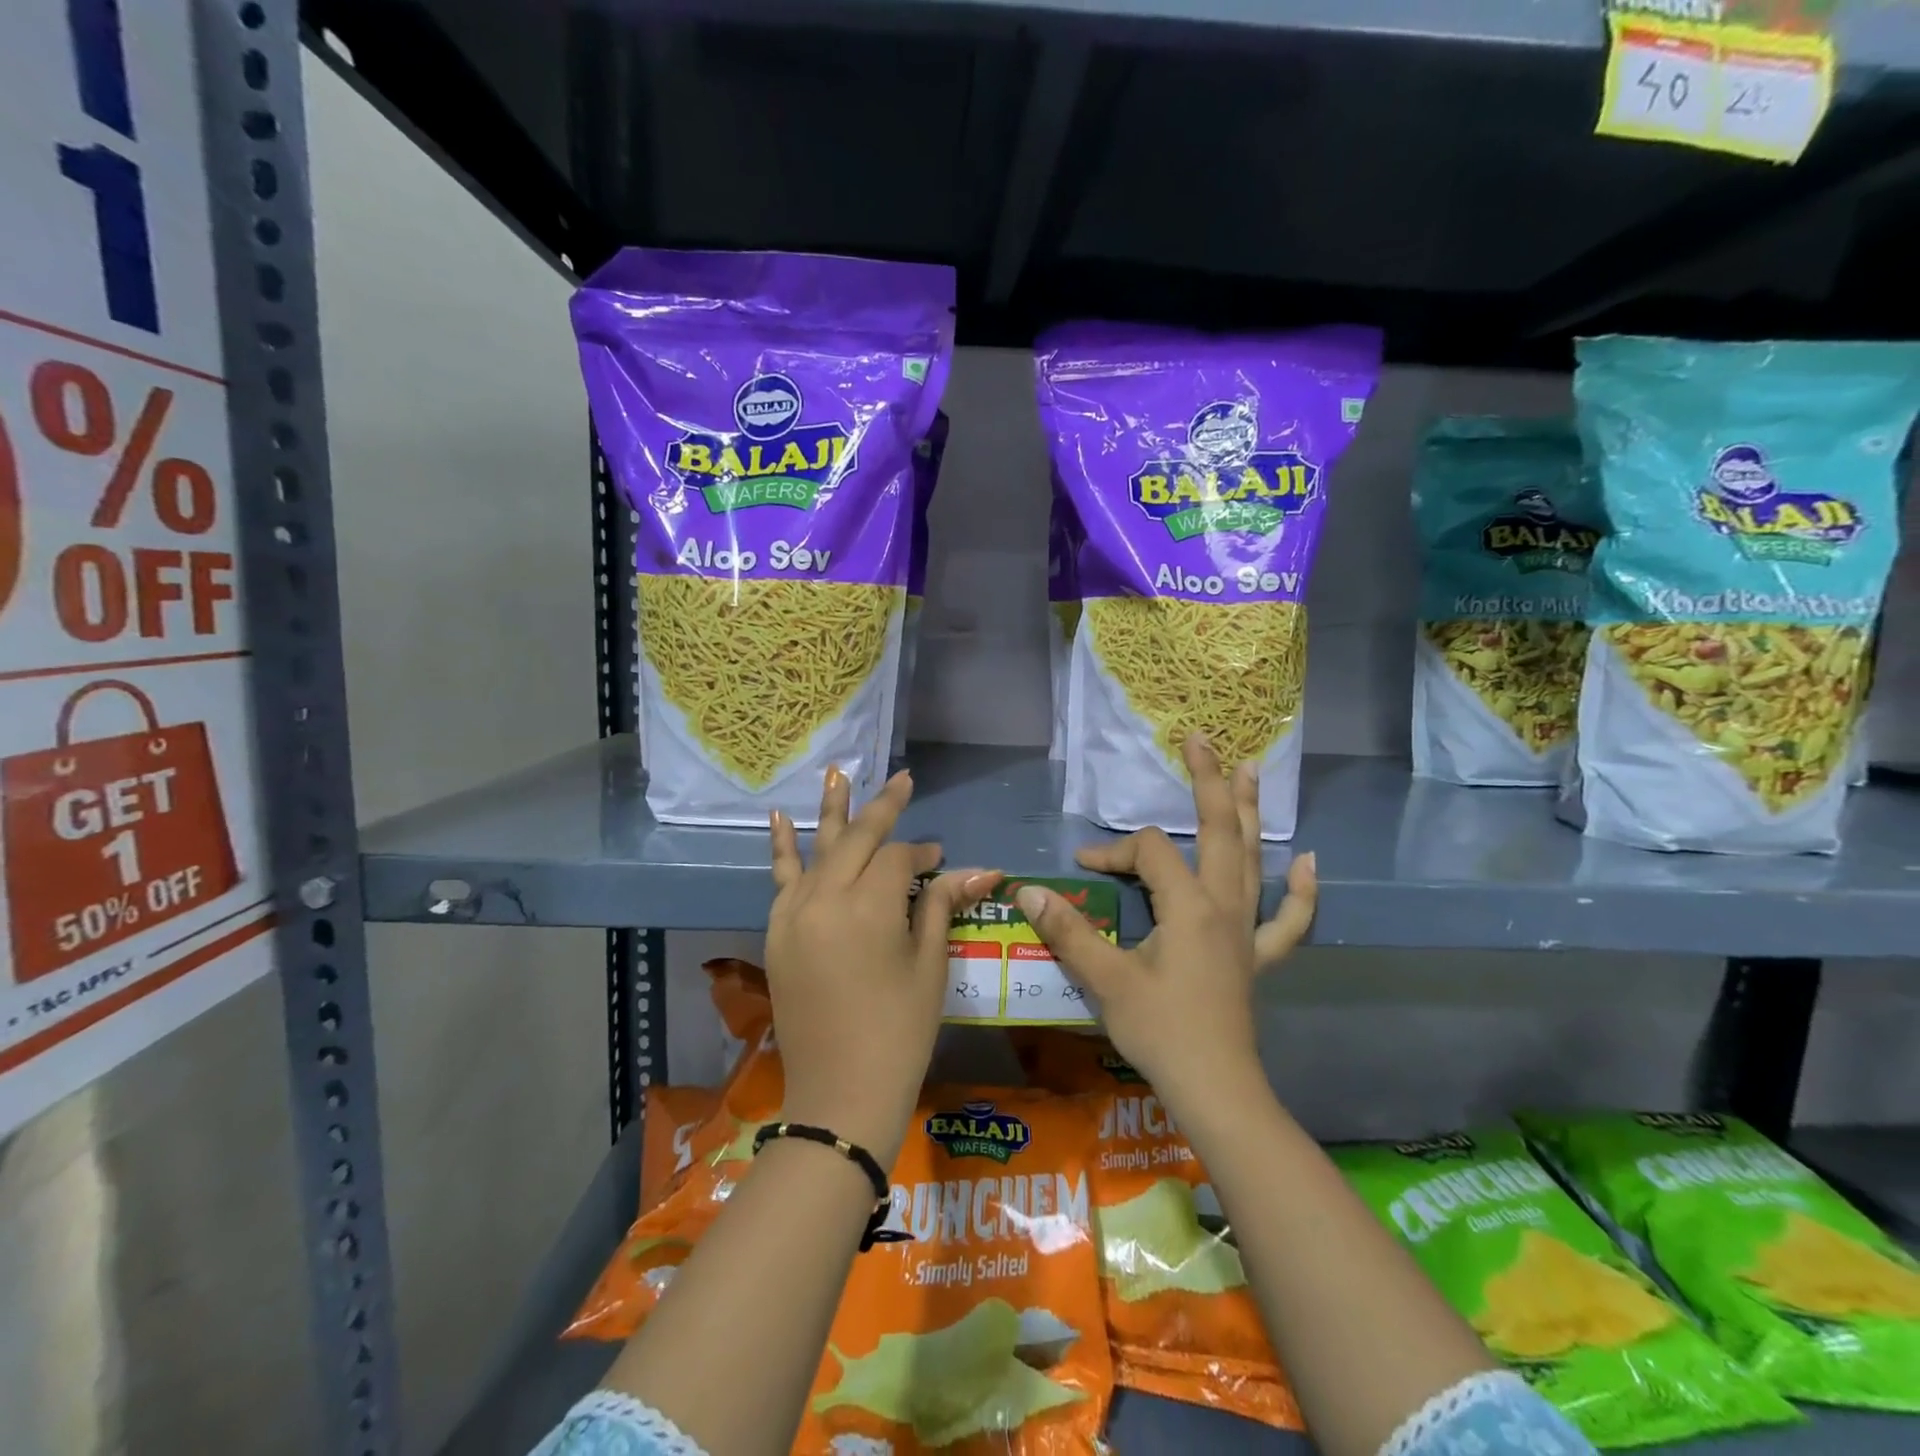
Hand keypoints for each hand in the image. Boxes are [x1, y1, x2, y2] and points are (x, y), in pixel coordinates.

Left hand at [767, 767, 999, 1163]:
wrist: (839, 1095)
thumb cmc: (899, 1032)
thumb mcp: (929, 966)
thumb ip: (942, 906)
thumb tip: (982, 869)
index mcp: (869, 907)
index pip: (897, 857)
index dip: (922, 854)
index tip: (939, 860)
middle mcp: (825, 898)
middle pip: (856, 839)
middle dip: (882, 808)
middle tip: (902, 780)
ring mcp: (794, 914)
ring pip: (817, 849)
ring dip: (831, 810)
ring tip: (837, 772)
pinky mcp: (776, 932)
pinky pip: (780, 879)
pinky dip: (781, 847)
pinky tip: (779, 818)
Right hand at [1013, 733, 1316, 1103]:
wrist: (1215, 1089)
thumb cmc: (1160, 1032)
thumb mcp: (1106, 979)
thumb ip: (1068, 930)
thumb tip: (1027, 890)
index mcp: (1188, 906)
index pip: (1149, 853)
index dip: (1113, 852)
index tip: (1083, 868)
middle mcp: (1224, 905)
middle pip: (1218, 831)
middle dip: (1207, 783)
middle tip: (1201, 740)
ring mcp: (1247, 929)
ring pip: (1254, 859)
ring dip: (1250, 813)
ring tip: (1252, 770)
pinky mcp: (1258, 956)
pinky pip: (1289, 919)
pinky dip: (1301, 890)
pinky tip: (1310, 862)